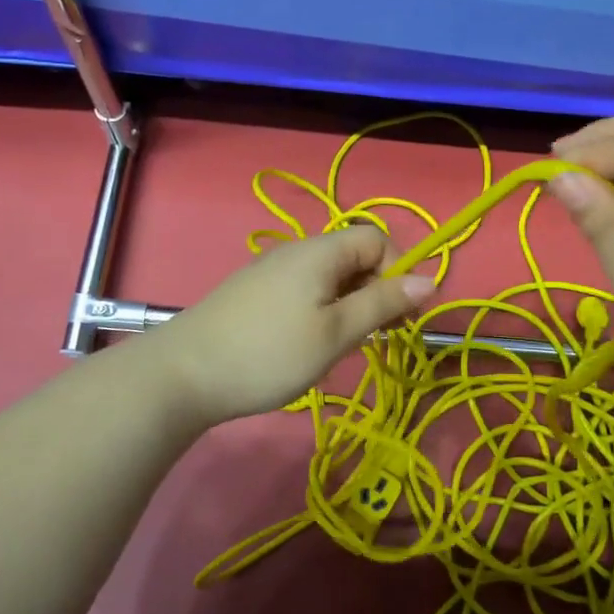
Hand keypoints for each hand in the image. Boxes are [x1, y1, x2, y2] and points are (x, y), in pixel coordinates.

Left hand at [152, 225, 435, 424]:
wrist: (182, 374)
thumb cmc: (269, 353)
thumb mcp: (336, 332)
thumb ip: (383, 303)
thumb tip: (431, 280)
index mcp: (321, 251)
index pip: (378, 239)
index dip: (398, 271)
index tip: (400, 316)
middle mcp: (297, 251)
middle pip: (354, 256)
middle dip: (376, 291)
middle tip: (377, 337)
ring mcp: (271, 271)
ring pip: (329, 278)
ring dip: (349, 306)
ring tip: (342, 346)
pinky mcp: (254, 293)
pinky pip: (304, 291)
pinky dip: (321, 312)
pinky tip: (308, 345)